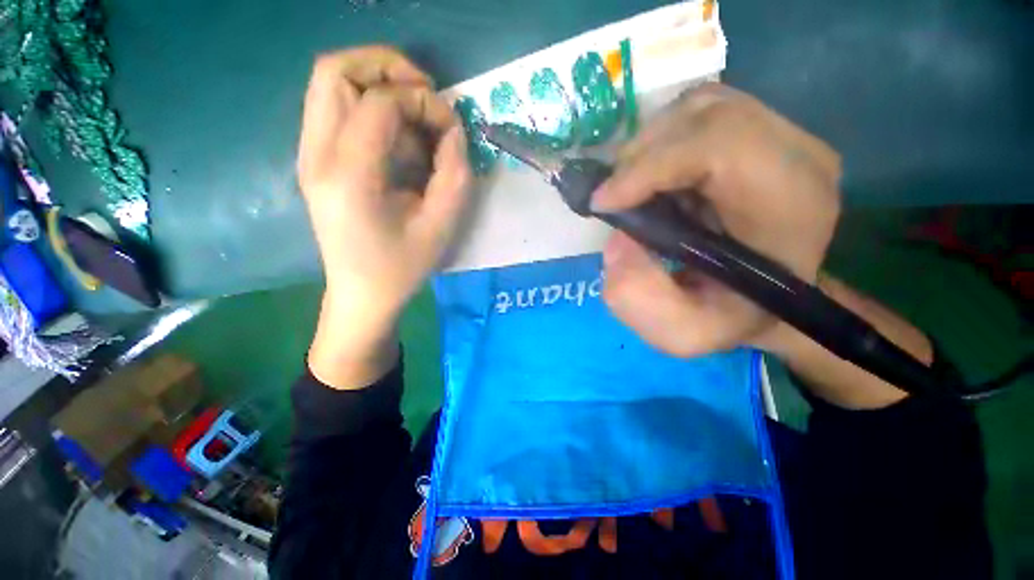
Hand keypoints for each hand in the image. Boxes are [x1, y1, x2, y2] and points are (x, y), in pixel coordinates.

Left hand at [298, 47, 471, 387]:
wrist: (361, 295)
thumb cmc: (402, 268)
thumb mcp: (441, 226)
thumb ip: (454, 173)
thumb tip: (452, 130)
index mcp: (349, 176)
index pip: (379, 101)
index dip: (422, 101)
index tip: (449, 126)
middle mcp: (316, 155)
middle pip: (335, 70)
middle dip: (387, 67)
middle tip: (425, 95)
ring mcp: (308, 155)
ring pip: (330, 82)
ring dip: (377, 82)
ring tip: (413, 114)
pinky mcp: (314, 161)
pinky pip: (334, 107)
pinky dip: (368, 104)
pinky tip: (395, 135)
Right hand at [593, 83, 840, 357]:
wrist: (770, 297)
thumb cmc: (731, 317)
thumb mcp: (683, 332)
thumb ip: (640, 300)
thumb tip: (617, 243)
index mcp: (790, 206)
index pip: (721, 146)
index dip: (650, 167)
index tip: (603, 202)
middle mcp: (798, 156)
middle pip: (707, 114)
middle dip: (643, 155)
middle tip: (615, 197)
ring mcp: (784, 135)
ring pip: (701, 106)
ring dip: (652, 144)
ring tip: (634, 188)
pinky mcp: (764, 131)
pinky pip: (703, 111)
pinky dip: (665, 137)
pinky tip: (656, 175)